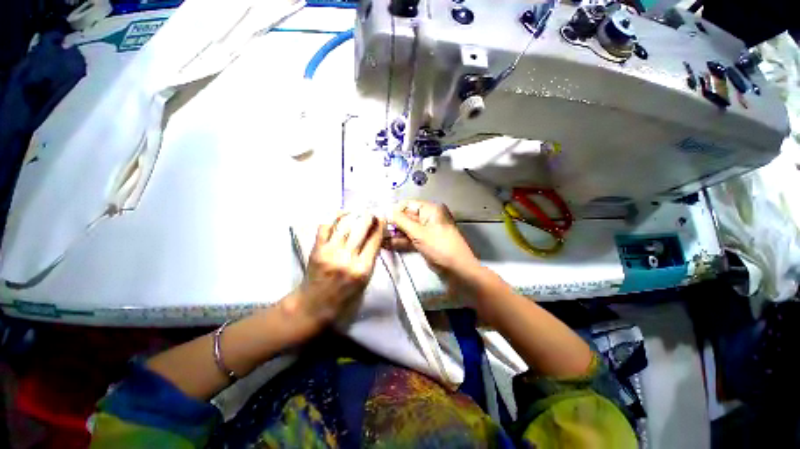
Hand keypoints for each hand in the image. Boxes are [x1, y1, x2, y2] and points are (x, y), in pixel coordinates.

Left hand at [284, 213, 385, 329]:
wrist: (313, 306)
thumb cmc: (344, 297)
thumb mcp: (365, 281)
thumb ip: (370, 259)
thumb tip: (375, 236)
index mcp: (362, 269)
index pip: (375, 240)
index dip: (380, 226)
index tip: (382, 218)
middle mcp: (347, 259)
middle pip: (361, 228)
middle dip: (368, 217)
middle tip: (371, 213)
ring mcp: (330, 253)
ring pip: (344, 224)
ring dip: (353, 214)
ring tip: (358, 211)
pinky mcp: (317, 249)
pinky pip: (326, 227)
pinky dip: (334, 218)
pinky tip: (342, 214)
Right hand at [386, 200, 479, 277]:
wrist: (457, 270)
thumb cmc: (439, 247)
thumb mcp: (419, 232)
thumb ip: (401, 221)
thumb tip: (387, 211)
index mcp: (431, 209)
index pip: (408, 205)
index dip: (394, 211)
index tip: (380, 218)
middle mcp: (428, 217)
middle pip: (406, 217)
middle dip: (392, 224)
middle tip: (377, 230)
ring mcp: (426, 231)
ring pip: (407, 229)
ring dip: (394, 234)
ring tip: (378, 238)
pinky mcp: (425, 242)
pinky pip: (410, 239)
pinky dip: (400, 242)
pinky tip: (386, 244)